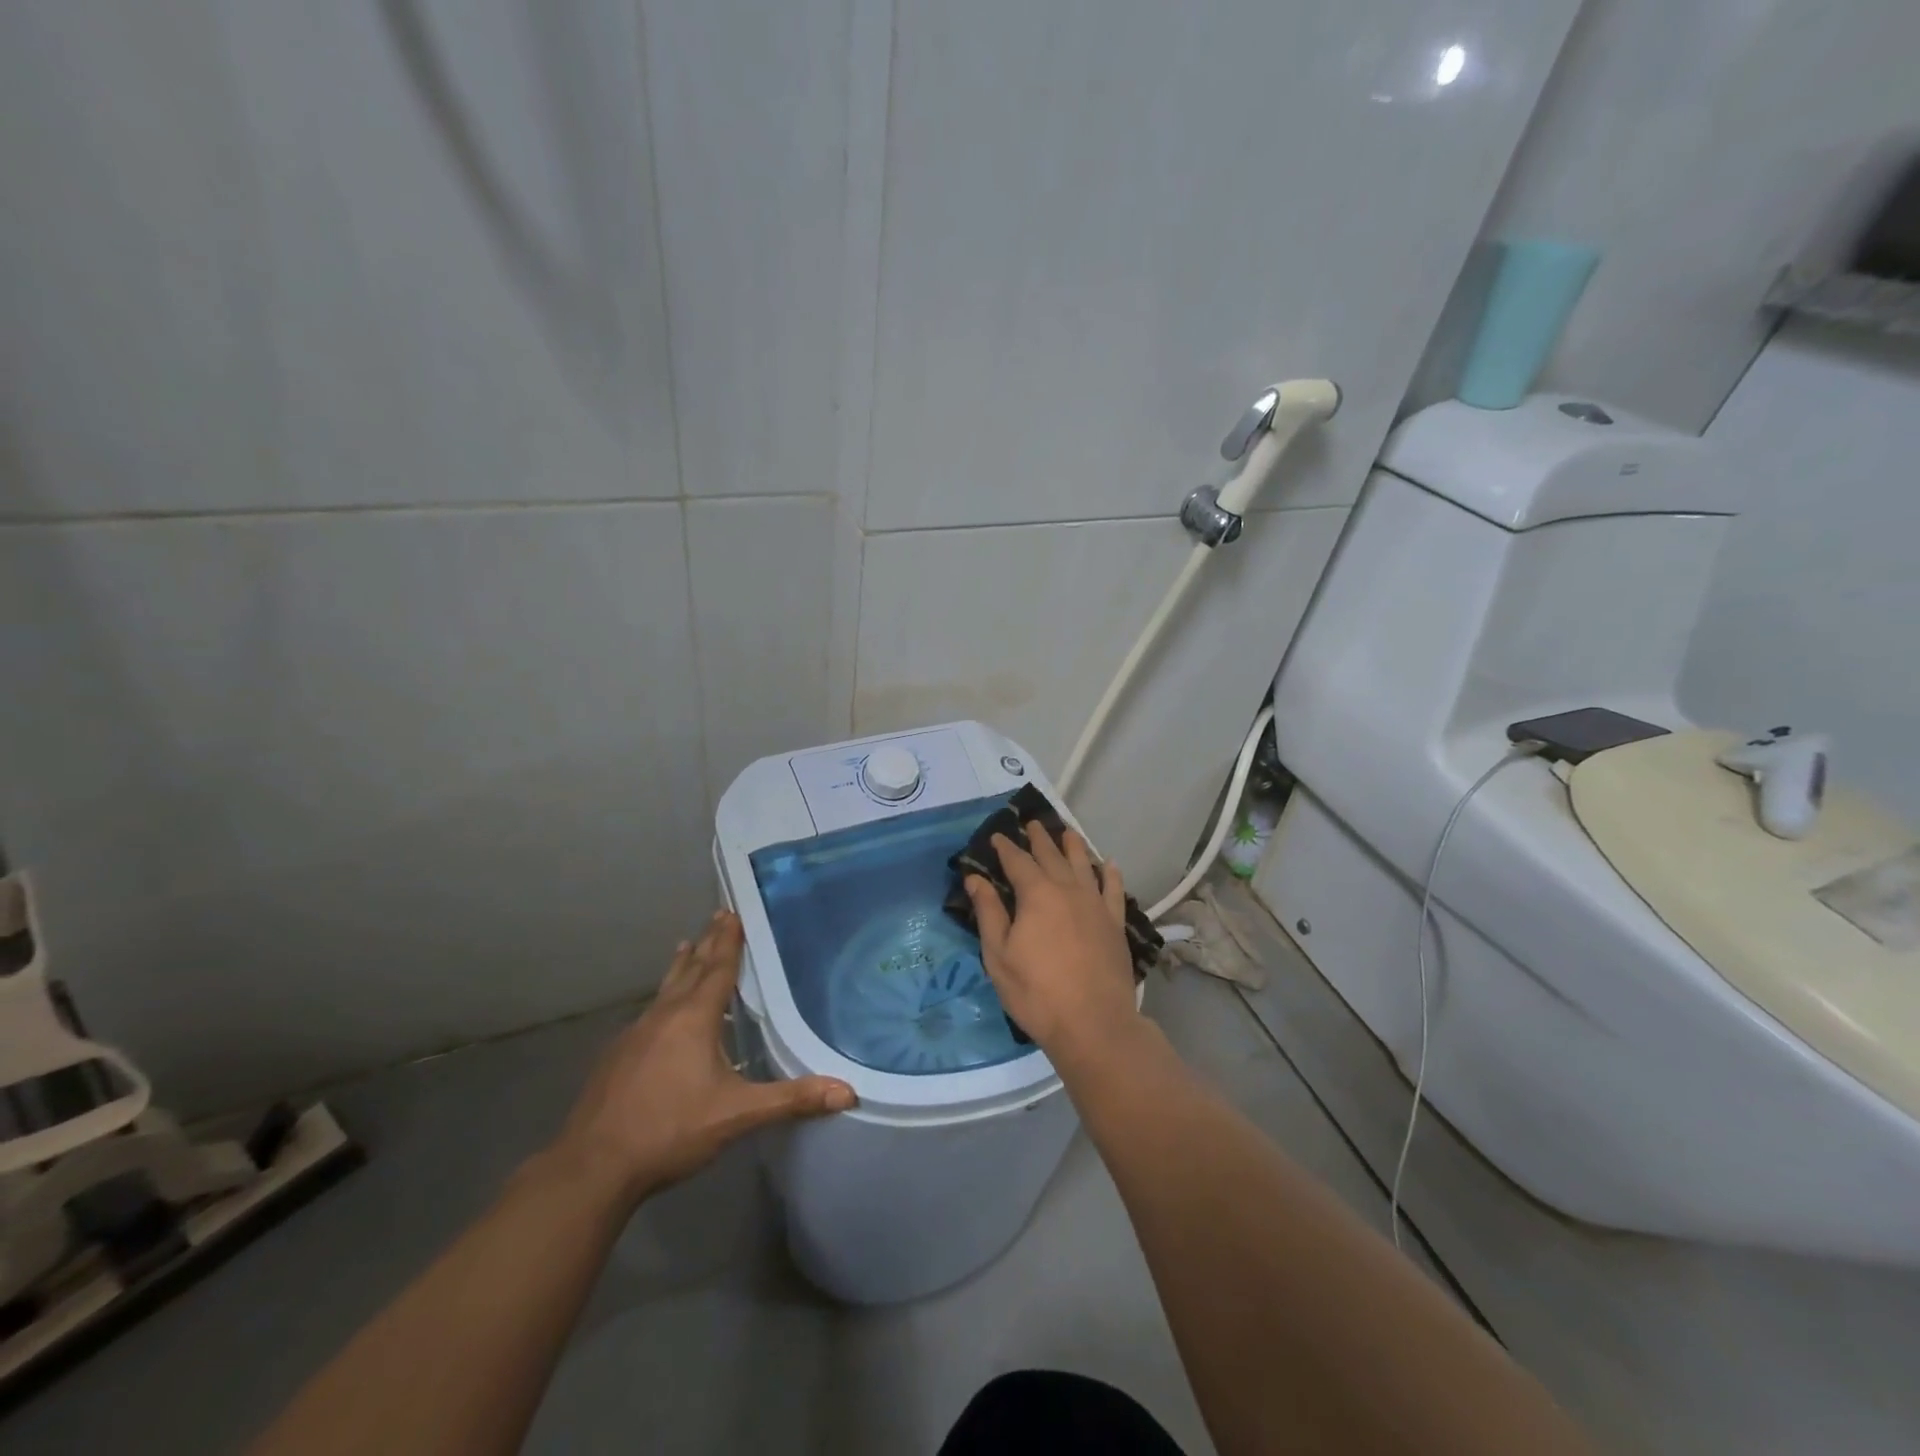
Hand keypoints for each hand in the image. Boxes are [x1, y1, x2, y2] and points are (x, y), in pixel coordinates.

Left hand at [547, 910, 855, 1207]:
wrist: (592, 1167)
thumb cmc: (670, 1131)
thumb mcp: (737, 1115)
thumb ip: (791, 1099)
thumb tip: (847, 1091)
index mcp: (694, 1018)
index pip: (718, 968)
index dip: (728, 940)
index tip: (732, 911)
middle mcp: (663, 1016)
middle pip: (690, 969)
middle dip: (708, 942)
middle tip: (717, 915)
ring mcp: (634, 1034)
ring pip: (665, 989)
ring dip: (681, 966)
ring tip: (687, 946)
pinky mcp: (617, 1056)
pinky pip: (648, 1012)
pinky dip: (663, 997)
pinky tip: (660, 1013)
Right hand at [964, 822, 1138, 1059]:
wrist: (1093, 1023)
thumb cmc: (1036, 992)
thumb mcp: (998, 955)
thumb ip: (988, 912)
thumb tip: (975, 878)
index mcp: (1037, 894)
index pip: (1017, 861)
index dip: (1006, 847)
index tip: (998, 836)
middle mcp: (1068, 889)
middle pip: (1052, 855)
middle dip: (1039, 838)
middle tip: (1032, 823)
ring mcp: (1096, 905)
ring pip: (1084, 864)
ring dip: (1073, 846)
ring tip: (1067, 832)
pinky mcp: (1115, 923)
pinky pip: (1114, 889)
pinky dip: (1110, 874)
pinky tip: (1109, 865)